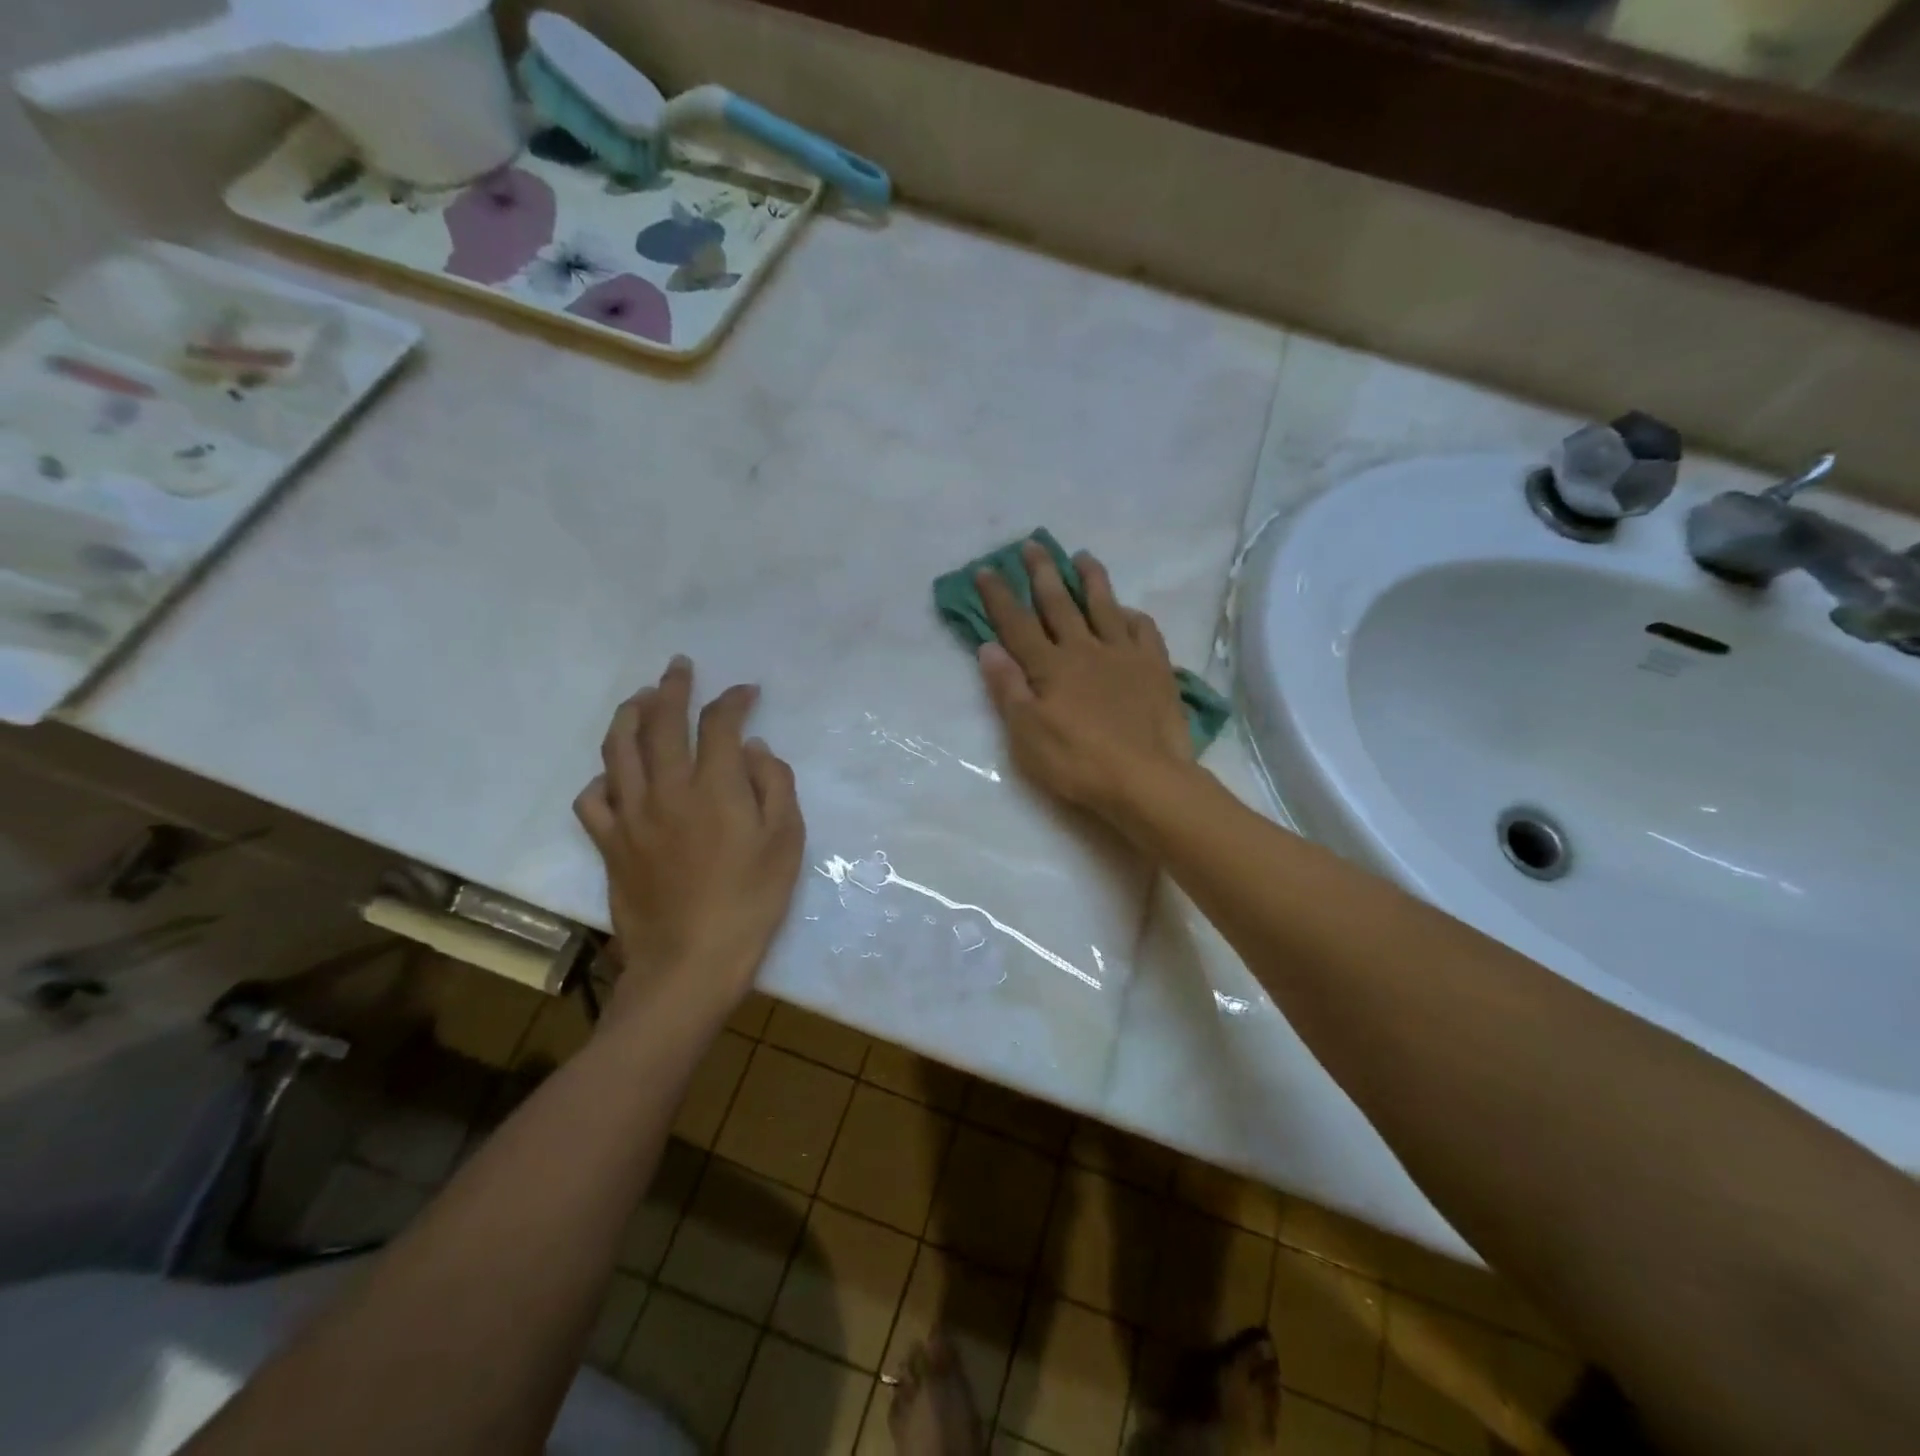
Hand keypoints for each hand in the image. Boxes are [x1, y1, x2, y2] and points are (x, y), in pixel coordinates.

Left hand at [574, 657, 804, 1018]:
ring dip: (629, 715)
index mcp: (715, 786)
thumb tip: (755, 750)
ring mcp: (632, 815)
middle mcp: (667, 788)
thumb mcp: (785, 842)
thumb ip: (774, 786)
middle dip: (673, 687)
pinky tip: (615, 775)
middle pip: (663, 722)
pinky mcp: (610, 844)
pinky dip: (603, 778)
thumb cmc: (750, 902)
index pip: (720, 724)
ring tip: (640, 699)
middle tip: (679, 667)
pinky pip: (593, 798)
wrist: (690, 961)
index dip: (734, 700)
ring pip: (619, 749)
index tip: (747, 692)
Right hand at [976, 543, 1192, 825]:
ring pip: (1104, 606)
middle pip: (1059, 604)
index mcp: (1050, 667)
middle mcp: (1085, 650)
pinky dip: (1132, 615)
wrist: (1145, 779)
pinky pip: (1143, 630)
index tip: (987, 569)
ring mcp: (1123, 655)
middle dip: (1042, 573)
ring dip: (1091, 579)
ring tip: (1082, 556)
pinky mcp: (1155, 668)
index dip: (999, 596)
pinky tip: (1128, 610)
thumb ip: (1008, 688)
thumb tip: (988, 647)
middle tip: (1033, 544)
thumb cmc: (1077, 762)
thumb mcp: (1027, 734)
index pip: (1017, 624)